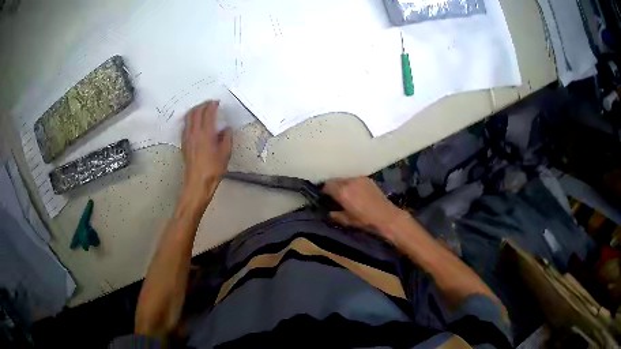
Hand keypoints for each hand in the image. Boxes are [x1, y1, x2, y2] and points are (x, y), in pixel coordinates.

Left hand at [182, 100, 231, 193]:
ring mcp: (187, 137)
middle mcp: (194, 132)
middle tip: (209, 104)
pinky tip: (195, 123)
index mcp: (206, 133)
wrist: (198, 182)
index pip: (208, 113)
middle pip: (196, 112)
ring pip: (188, 117)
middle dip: (203, 105)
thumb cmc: (213, 169)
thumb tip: (226, 129)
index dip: (212, 105)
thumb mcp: (225, 153)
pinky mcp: (184, 143)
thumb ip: (226, 138)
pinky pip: (185, 126)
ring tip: (201, 110)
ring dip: (195, 110)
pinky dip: (190, 120)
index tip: (217, 102)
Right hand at [323, 177, 404, 240]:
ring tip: (346, 194)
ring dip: (342, 185)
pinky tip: (356, 193)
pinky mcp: (367, 179)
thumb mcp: (347, 221)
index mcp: (342, 192)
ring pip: (345, 179)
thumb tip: (329, 212)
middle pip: (335, 180)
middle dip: (333, 187)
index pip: (327, 186)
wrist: (386, 216)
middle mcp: (349, 182)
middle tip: (334, 196)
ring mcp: (359, 179)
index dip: (324, 192)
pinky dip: (352, 184)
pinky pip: (354, 180)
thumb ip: (335, 215)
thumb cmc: (365, 220)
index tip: (325, 198)